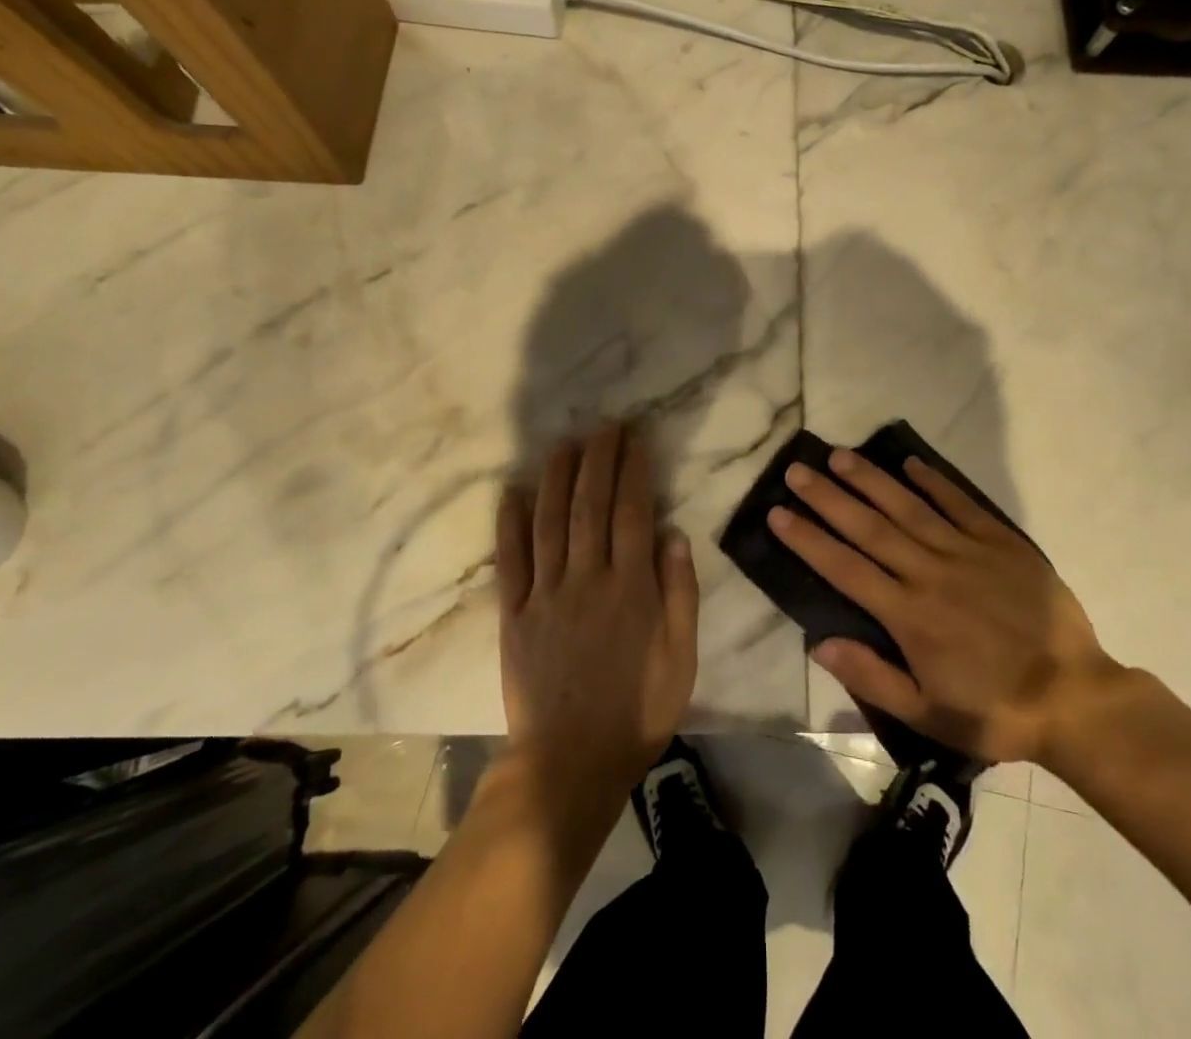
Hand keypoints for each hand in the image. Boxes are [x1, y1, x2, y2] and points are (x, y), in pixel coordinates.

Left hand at [496, 424, 699, 805]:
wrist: (570, 763)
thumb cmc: (638, 710)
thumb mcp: (681, 658)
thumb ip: (679, 593)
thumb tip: (673, 534)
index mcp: (630, 587)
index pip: (632, 512)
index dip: (633, 470)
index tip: (635, 439)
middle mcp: (586, 579)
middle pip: (590, 505)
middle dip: (597, 460)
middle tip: (603, 426)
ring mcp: (544, 595)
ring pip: (549, 522)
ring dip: (556, 477)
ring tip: (563, 444)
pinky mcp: (513, 615)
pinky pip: (509, 561)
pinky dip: (509, 524)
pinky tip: (512, 492)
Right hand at [768, 448, 1123, 767]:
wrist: (1076, 699)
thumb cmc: (995, 711)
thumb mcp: (928, 714)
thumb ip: (872, 677)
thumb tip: (819, 642)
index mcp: (908, 615)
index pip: (844, 568)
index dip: (808, 539)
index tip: (777, 513)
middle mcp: (930, 574)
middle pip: (869, 528)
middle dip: (828, 497)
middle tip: (796, 470)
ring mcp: (967, 553)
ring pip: (909, 508)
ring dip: (872, 480)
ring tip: (840, 455)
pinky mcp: (1002, 544)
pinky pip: (961, 505)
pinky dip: (935, 482)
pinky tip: (911, 463)